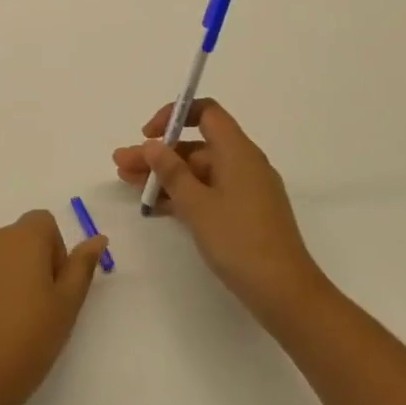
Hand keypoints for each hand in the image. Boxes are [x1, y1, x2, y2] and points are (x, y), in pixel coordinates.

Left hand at [0, 211, 108, 404]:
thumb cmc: (26, 341)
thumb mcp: (66, 307)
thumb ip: (82, 267)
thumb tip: (97, 238)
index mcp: (22, 239)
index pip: (43, 222)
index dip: (54, 250)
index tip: (54, 288)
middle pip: (16, 240)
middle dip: (29, 266)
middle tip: (35, 311)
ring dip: (2, 280)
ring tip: (6, 325)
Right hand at [113, 100, 329, 329]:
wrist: (284, 292)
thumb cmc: (239, 240)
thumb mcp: (197, 205)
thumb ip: (171, 172)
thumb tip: (152, 144)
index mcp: (237, 151)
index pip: (206, 112)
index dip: (174, 116)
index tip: (147, 135)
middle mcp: (243, 163)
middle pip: (195, 145)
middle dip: (157, 153)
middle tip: (122, 165)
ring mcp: (245, 189)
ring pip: (198, 171)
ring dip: (165, 175)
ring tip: (128, 183)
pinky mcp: (244, 213)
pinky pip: (208, 192)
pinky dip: (182, 194)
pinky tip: (155, 205)